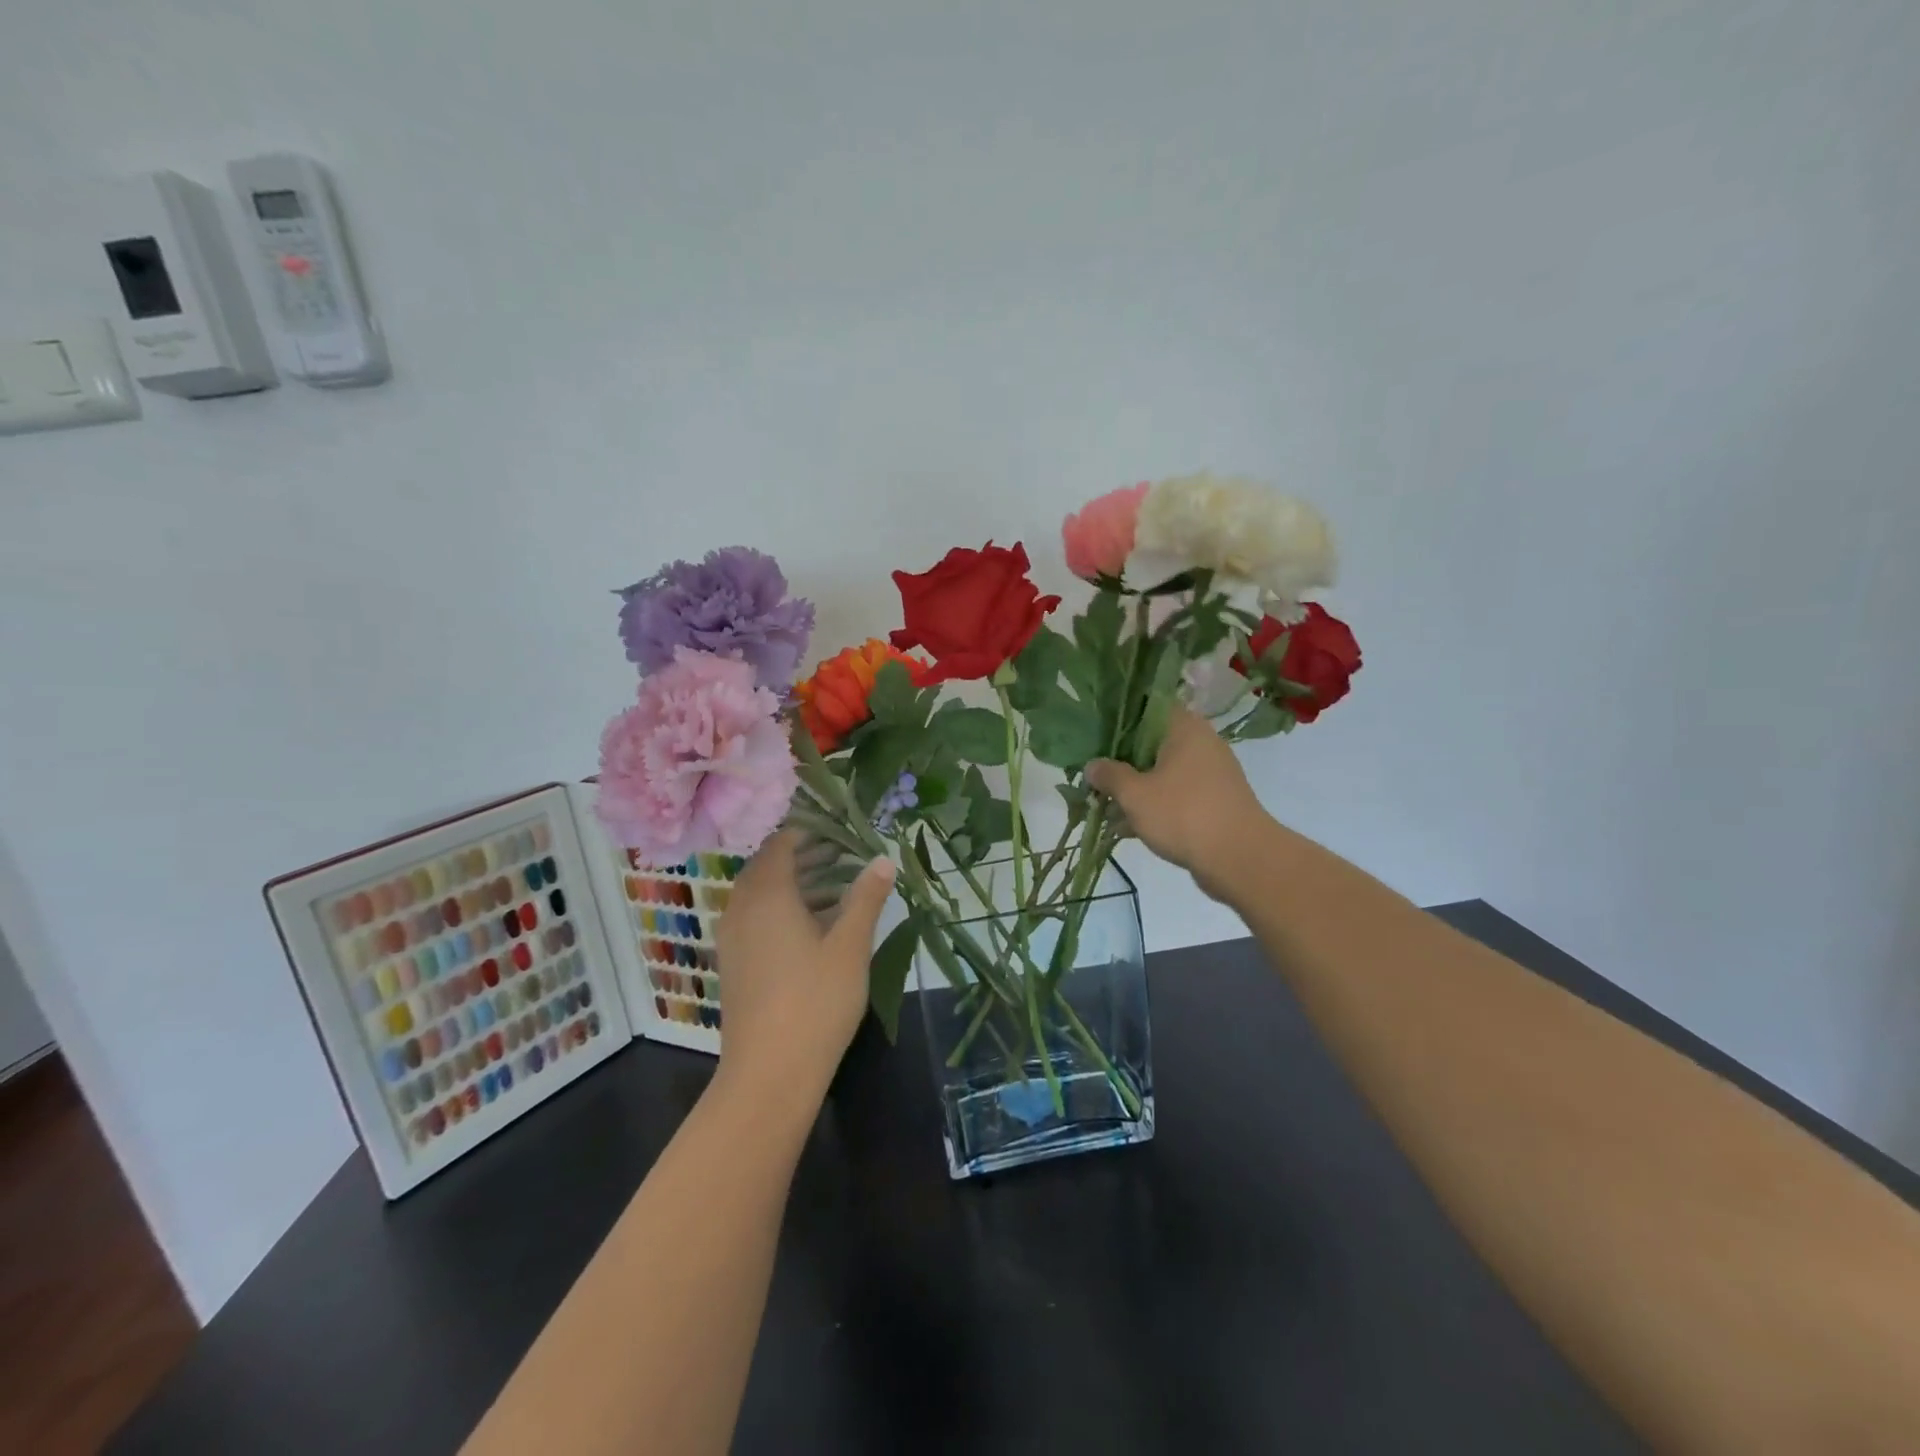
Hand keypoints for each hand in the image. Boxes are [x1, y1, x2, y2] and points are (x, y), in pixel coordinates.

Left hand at [714, 831, 895, 1099]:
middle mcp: (742, 909)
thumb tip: (883, 859)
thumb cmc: (815, 1001)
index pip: (780, 844)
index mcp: (767, 895)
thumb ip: (866, 898)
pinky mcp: (734, 964)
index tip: (839, 831)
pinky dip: (783, 910)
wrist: (769, 1074)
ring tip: (838, 888)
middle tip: (844, 856)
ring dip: (796, 885)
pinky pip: (756, 919)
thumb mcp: (850, 946)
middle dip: (805, 857)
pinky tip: (815, 928)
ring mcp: (733, 939)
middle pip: (768, 868)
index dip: (808, 832)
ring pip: (761, 895)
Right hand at [1085, 706, 1270, 902]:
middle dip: (1122, 760)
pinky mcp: (1214, 801)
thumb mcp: (1134, 794)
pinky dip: (1154, 805)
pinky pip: (1176, 795)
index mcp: (1185, 728)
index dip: (1119, 717)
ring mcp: (1211, 773)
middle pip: (1153, 743)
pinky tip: (1127, 826)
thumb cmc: (1184, 814)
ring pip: (1163, 772)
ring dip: (1136, 786)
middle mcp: (1201, 743)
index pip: (1148, 706)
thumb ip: (1109, 776)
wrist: (1240, 858)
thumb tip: (1092, 765)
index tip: (1095, 733)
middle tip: (1094, 774)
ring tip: (1105, 805)